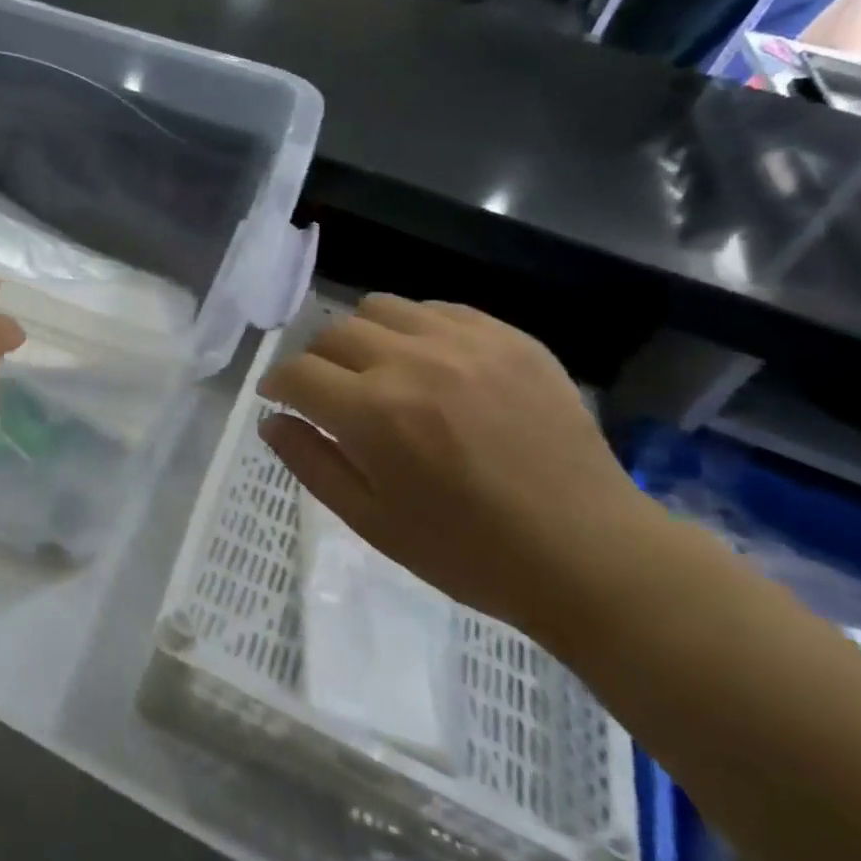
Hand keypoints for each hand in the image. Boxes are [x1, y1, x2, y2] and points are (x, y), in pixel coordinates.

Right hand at [258, 296, 653, 635]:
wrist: (588, 552)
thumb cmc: (468, 552)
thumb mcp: (371, 522)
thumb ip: (311, 463)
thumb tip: (271, 420)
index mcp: (374, 414)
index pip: (297, 373)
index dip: (278, 384)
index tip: (280, 398)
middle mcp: (412, 363)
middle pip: (332, 333)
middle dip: (317, 362)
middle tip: (331, 394)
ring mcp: (465, 343)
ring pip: (380, 308)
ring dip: (362, 336)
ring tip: (379, 370)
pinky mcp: (509, 337)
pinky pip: (438, 309)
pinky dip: (416, 329)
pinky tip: (430, 365)